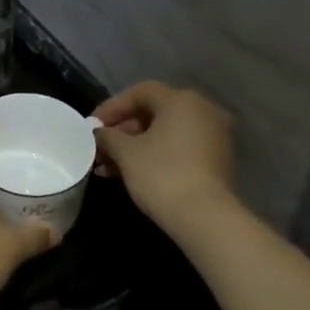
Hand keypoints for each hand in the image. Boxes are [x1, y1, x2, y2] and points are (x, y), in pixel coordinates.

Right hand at [93, 82, 236, 232]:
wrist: (205, 217)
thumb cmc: (161, 175)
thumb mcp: (126, 153)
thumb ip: (107, 137)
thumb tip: (97, 134)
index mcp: (181, 101)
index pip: (140, 92)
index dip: (112, 107)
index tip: (91, 127)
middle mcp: (203, 110)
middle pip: (154, 112)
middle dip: (122, 131)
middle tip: (99, 148)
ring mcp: (214, 135)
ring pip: (166, 132)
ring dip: (135, 146)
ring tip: (108, 167)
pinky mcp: (218, 159)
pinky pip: (180, 147)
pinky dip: (156, 155)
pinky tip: (132, 173)